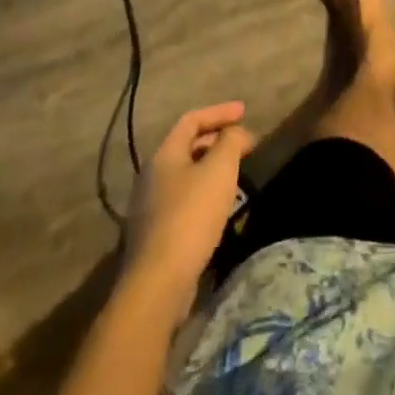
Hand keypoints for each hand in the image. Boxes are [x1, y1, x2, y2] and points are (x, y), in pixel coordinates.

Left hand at [125, 102, 254, 293]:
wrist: (158, 282)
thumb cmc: (191, 216)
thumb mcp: (219, 170)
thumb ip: (231, 142)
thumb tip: (236, 133)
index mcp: (164, 155)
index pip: (191, 120)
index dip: (219, 112)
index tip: (244, 112)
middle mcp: (151, 176)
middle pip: (187, 147)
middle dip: (217, 140)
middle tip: (244, 144)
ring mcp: (150, 207)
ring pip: (186, 175)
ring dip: (211, 168)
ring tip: (236, 174)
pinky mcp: (155, 234)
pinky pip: (183, 200)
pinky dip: (204, 193)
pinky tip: (220, 207)